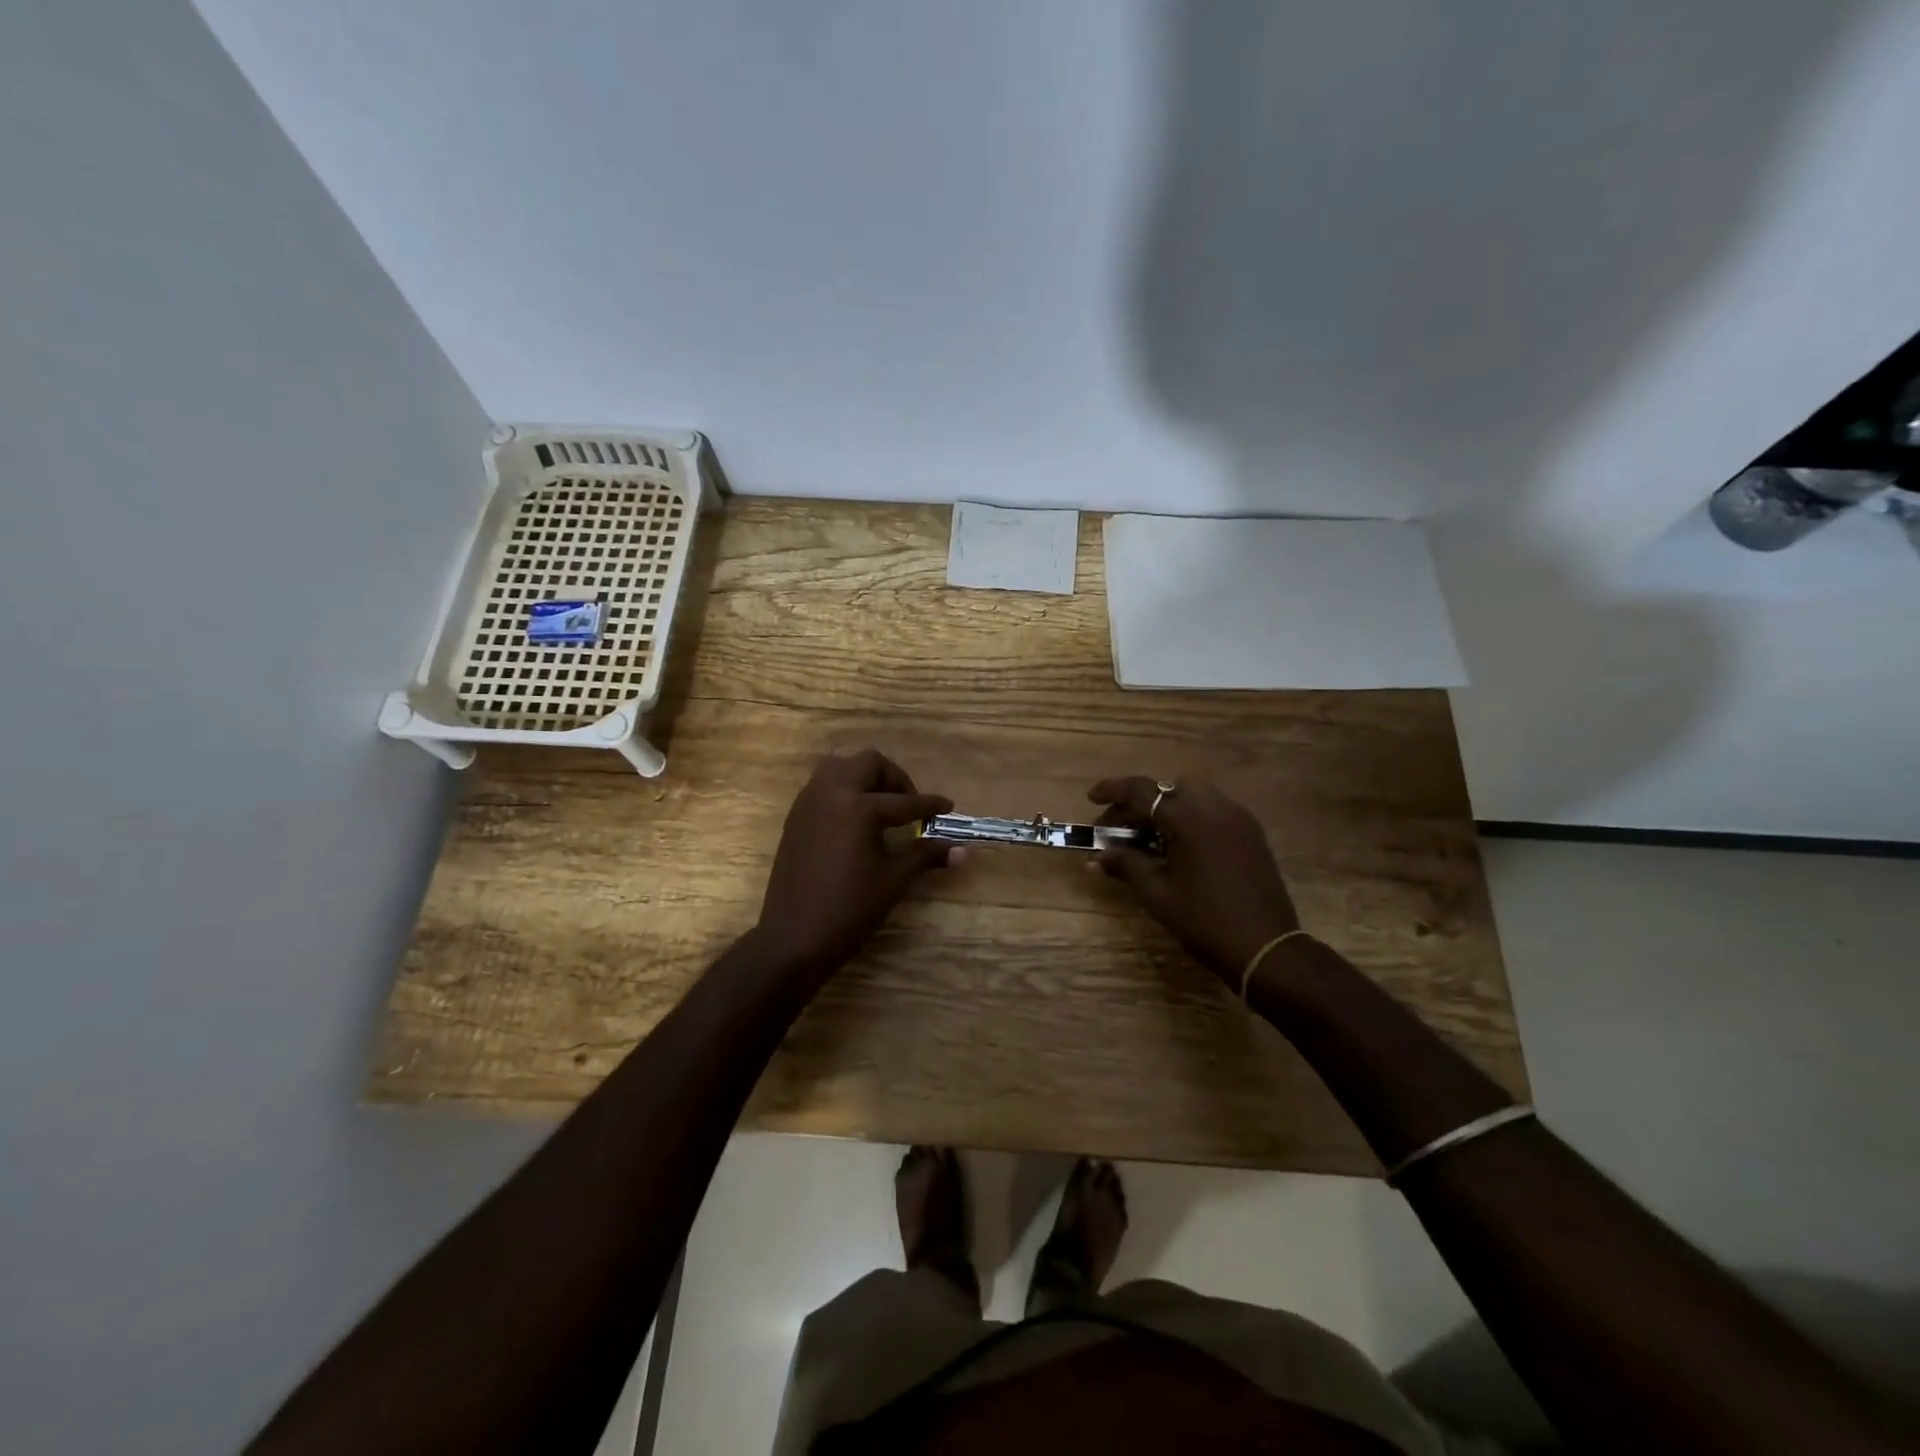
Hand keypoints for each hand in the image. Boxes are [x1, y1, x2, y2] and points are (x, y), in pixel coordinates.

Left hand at [756, 749, 953, 979]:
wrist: (793, 937)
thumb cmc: (849, 909)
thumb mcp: (893, 880)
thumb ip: (925, 855)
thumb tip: (963, 851)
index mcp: (859, 807)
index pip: (904, 801)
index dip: (930, 806)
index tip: (948, 807)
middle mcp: (831, 793)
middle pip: (868, 763)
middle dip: (894, 778)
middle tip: (909, 803)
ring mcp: (809, 802)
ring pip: (840, 767)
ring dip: (864, 777)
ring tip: (881, 805)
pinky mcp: (795, 816)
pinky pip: (822, 785)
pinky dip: (843, 790)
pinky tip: (855, 819)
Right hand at [1089, 777, 1299, 985]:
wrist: (1266, 947)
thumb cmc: (1205, 920)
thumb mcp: (1156, 894)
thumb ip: (1125, 866)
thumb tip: (1096, 857)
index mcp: (1189, 818)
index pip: (1142, 791)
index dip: (1112, 790)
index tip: (1091, 799)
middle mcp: (1215, 807)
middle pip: (1168, 788)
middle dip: (1140, 802)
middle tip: (1120, 828)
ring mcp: (1238, 818)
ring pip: (1193, 795)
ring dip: (1166, 807)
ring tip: (1149, 837)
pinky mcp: (1251, 833)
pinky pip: (1213, 810)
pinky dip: (1190, 817)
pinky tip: (1179, 847)